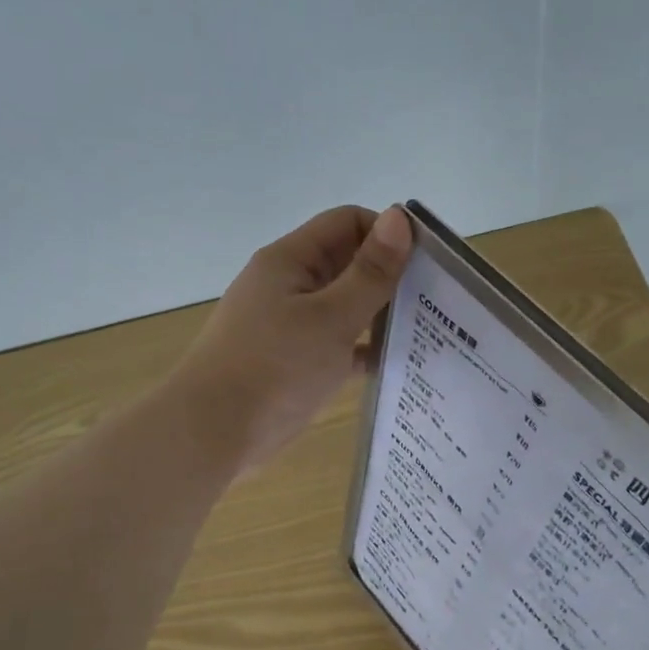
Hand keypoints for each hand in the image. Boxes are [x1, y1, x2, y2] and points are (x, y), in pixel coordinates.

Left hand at [169, 204, 412, 471]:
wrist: (213, 432)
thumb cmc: (274, 368)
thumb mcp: (331, 318)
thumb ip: (369, 272)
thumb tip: (399, 217)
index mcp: (291, 260)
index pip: (347, 223)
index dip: (387, 233)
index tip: (428, 262)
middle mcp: (288, 284)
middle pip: (346, 263)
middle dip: (388, 277)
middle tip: (436, 300)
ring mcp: (288, 325)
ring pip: (343, 306)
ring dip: (378, 315)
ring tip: (425, 332)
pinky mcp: (292, 361)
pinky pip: (335, 344)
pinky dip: (361, 349)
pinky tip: (394, 366)